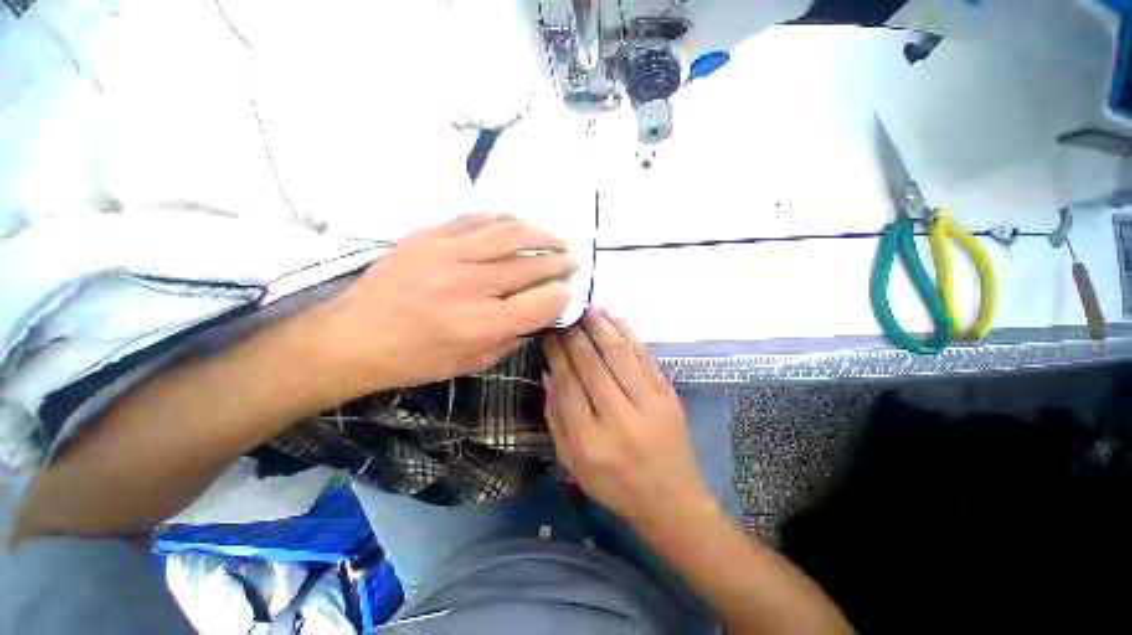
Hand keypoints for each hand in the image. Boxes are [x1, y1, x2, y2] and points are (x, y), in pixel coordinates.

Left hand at [319, 215, 576, 392]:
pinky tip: (523, 223)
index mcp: (481, 325)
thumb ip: (513, 336)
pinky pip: (479, 219)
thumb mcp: (473, 362)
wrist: (354, 336)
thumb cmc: (416, 358)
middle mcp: (470, 286)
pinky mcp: (430, 236)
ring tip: (558, 240)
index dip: (563, 296)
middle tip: (573, 262)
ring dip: (544, 236)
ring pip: (512, 234)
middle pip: (532, 266)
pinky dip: (508, 220)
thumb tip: (541, 313)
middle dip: (561, 263)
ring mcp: (448, 254)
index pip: (542, 302)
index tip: (567, 293)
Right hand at [542, 309, 716, 530]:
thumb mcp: (572, 462)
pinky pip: (644, 357)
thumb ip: (556, 417)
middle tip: (565, 314)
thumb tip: (548, 372)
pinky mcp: (668, 395)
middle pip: (592, 365)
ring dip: (601, 327)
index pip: (569, 384)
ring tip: (587, 307)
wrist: (672, 499)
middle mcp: (619, 419)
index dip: (557, 354)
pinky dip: (628, 334)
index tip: (548, 333)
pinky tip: (615, 318)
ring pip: (619, 355)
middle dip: (575, 335)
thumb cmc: (614, 485)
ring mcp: (649, 404)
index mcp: (590, 441)